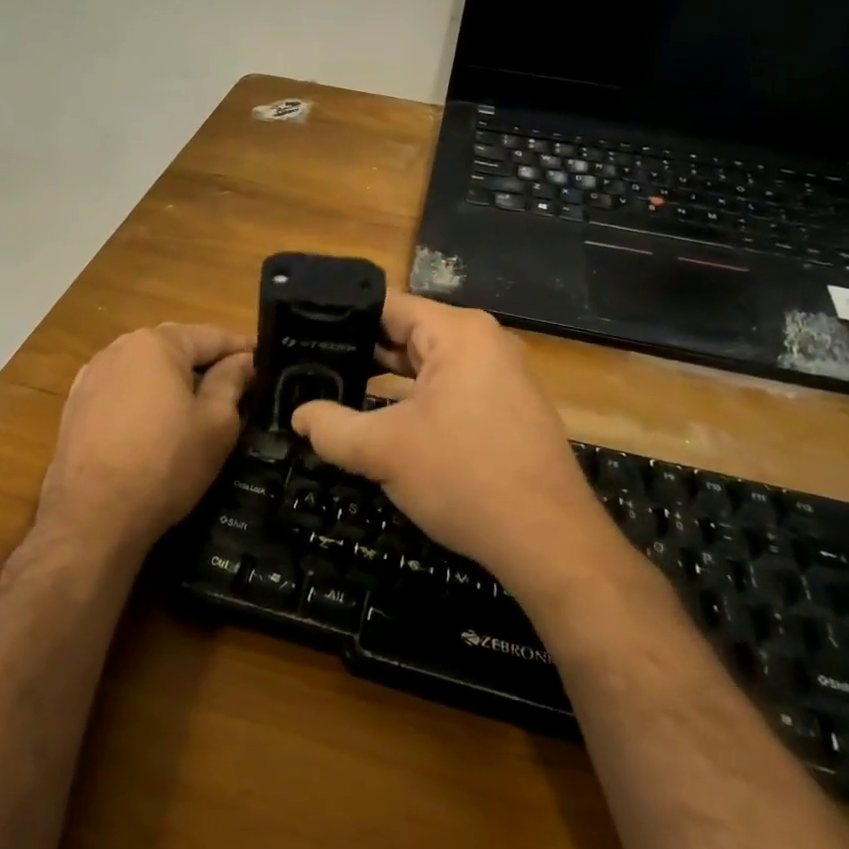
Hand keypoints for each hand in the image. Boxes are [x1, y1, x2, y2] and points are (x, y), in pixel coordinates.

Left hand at [36, 322, 253, 567]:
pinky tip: (156, 422)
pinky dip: (145, 397)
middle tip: (238, 382)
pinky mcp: (76, 405)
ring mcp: (91, 376)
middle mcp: (119, 348)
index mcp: (156, 344)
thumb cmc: (165, 465)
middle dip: (207, 361)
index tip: (266, 360)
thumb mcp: (216, 424)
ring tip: (198, 402)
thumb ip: (232, 382)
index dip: (243, 348)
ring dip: (173, 379)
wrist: (92, 518)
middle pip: (176, 347)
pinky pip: (123, 389)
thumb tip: (244, 360)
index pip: (211, 336)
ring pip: (146, 368)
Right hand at [291, 294, 615, 596]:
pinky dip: (416, 400)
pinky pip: (451, 389)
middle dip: (362, 352)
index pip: (388, 306)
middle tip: (313, 367)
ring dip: (388, 380)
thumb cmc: (464, 478)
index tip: (305, 336)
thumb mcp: (384, 451)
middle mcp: (485, 343)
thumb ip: (331, 428)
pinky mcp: (508, 409)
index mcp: (459, 333)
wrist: (549, 542)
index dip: (343, 319)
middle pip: (408, 333)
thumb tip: (298, 415)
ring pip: (429, 365)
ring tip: (338, 391)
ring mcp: (502, 376)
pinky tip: (386, 421)